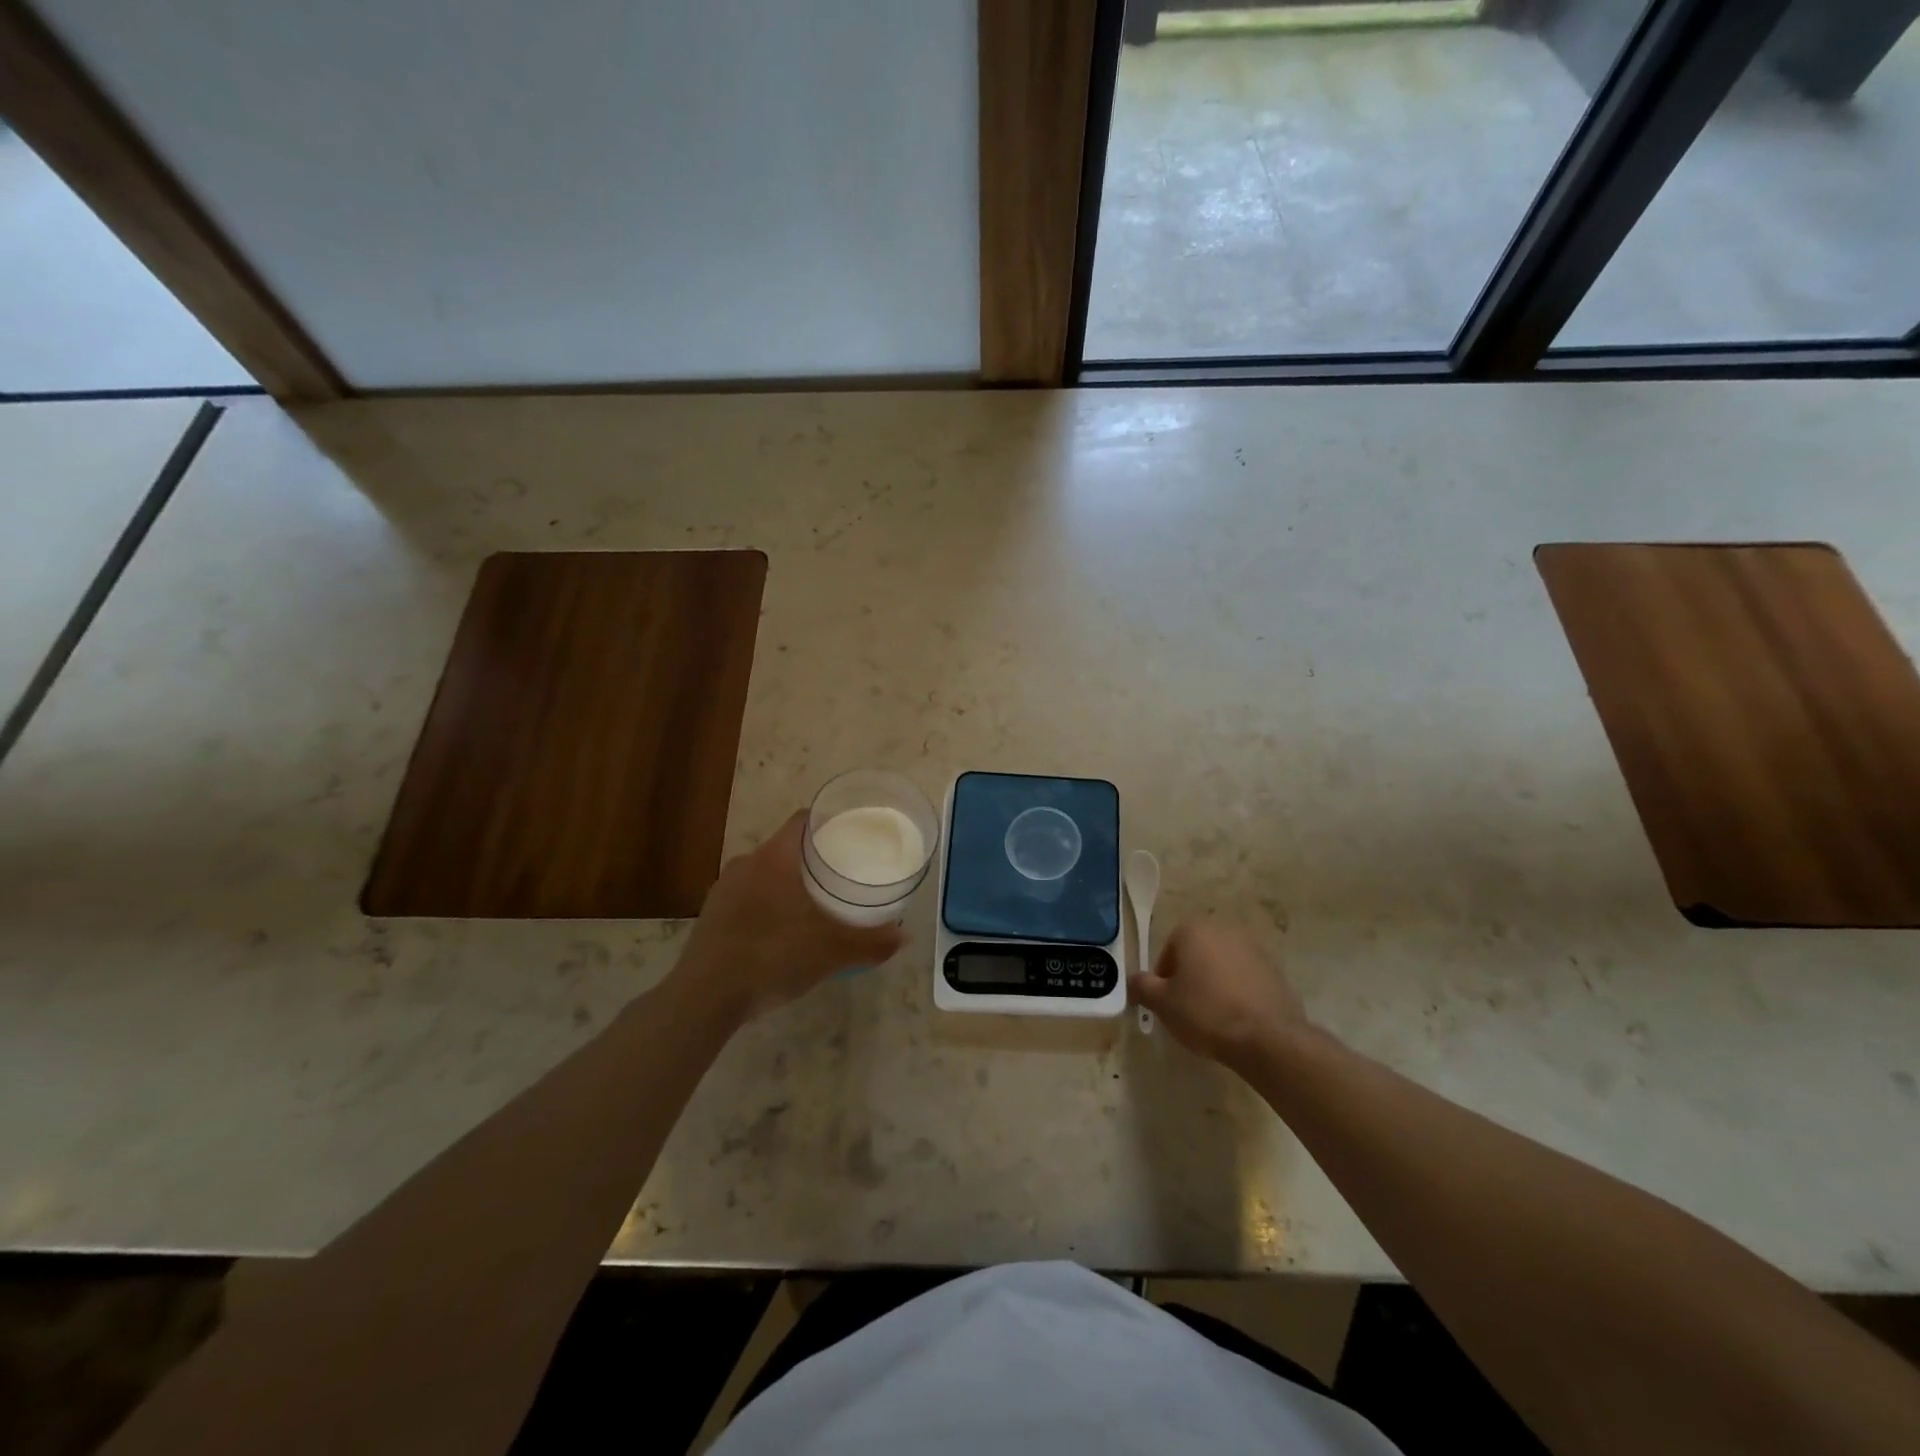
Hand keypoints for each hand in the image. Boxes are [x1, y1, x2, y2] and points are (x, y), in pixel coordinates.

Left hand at [677, 811, 904, 1021]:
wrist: (705, 998)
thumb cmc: (772, 957)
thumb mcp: (831, 952)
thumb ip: (870, 942)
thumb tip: (904, 938)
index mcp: (775, 858)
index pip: (804, 820)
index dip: (829, 821)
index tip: (852, 832)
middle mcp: (746, 864)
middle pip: (786, 847)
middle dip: (813, 857)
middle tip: (842, 873)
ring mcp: (724, 890)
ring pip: (765, 874)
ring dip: (789, 883)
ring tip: (815, 903)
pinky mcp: (711, 916)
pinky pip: (748, 898)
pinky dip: (768, 905)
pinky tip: (782, 931)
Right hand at [1129, 921, 1308, 1072]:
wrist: (1267, 1038)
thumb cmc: (1206, 1013)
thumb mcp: (1161, 1002)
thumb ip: (1141, 986)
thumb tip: (1133, 981)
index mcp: (1194, 930)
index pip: (1168, 951)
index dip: (1164, 979)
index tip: (1168, 1003)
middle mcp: (1224, 931)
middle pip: (1196, 955)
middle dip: (1190, 979)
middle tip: (1187, 1010)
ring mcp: (1254, 949)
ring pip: (1222, 967)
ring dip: (1214, 985)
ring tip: (1214, 1018)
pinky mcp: (1275, 971)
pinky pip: (1246, 980)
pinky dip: (1238, 994)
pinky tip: (1237, 1020)